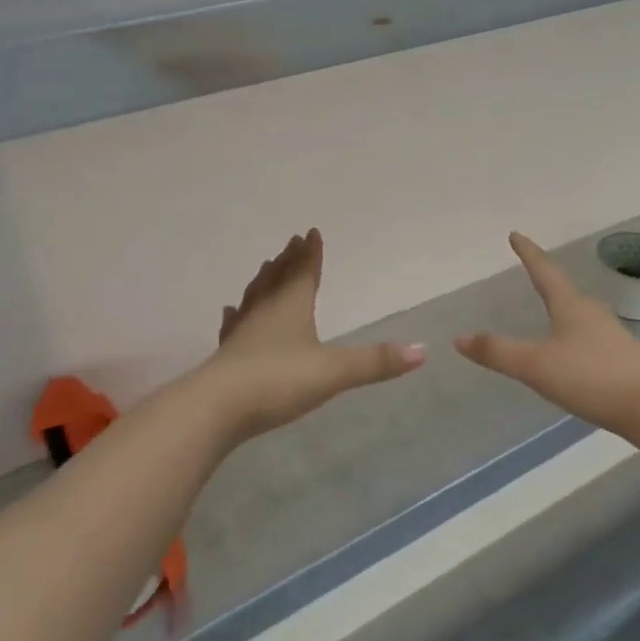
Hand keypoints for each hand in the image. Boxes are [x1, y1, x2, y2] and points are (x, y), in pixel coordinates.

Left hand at [201, 229, 424, 439]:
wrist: (216, 409)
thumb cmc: (278, 380)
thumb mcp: (334, 371)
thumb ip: (376, 362)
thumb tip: (423, 350)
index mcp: (292, 306)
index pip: (304, 271)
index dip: (311, 253)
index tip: (311, 232)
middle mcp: (265, 311)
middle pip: (278, 278)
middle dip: (288, 260)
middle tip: (291, 243)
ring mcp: (242, 331)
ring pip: (255, 296)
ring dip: (264, 281)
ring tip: (267, 268)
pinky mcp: (226, 355)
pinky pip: (234, 325)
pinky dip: (236, 315)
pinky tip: (231, 312)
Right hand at [454, 232, 639, 440]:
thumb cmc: (592, 376)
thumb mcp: (537, 365)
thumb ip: (498, 352)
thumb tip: (459, 337)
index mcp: (570, 306)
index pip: (544, 271)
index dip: (528, 253)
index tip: (516, 234)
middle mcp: (591, 313)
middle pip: (564, 290)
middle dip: (546, 280)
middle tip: (532, 271)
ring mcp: (611, 336)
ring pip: (580, 314)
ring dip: (562, 308)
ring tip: (551, 310)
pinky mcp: (623, 360)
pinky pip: (590, 338)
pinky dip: (575, 336)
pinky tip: (574, 353)